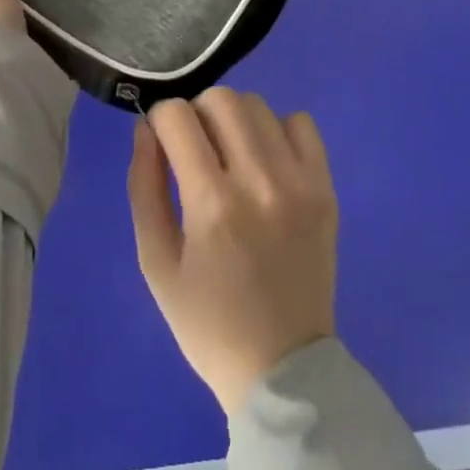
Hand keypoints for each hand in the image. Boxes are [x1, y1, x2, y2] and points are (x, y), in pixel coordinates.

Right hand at [127, 88, 338, 415]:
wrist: (283, 370)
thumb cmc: (207, 321)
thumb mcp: (155, 261)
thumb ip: (144, 185)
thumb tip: (145, 128)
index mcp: (211, 203)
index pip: (177, 115)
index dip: (160, 120)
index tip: (162, 143)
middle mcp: (259, 181)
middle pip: (221, 98)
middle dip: (197, 112)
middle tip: (194, 149)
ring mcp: (299, 183)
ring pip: (259, 106)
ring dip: (234, 119)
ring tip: (230, 155)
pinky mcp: (325, 190)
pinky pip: (302, 124)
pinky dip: (278, 130)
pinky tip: (267, 161)